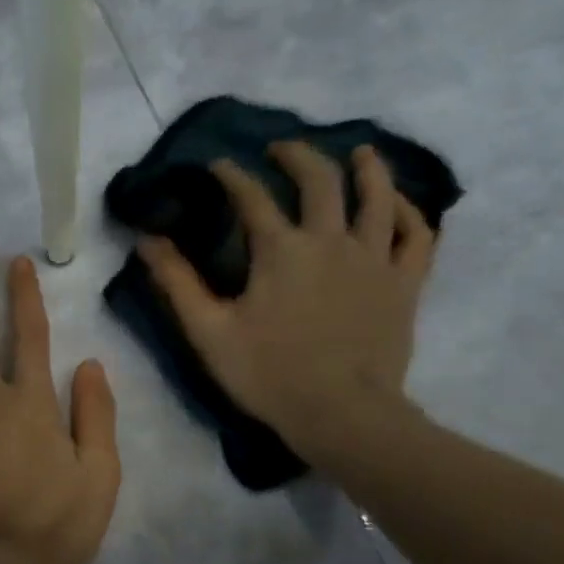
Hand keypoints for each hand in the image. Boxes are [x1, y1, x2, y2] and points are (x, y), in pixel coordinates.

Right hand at [138, 142, 434, 457]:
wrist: (341, 413)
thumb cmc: (269, 375)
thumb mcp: (209, 332)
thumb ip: (178, 283)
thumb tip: (147, 241)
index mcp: (281, 250)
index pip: (251, 197)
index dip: (231, 176)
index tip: (217, 165)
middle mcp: (330, 240)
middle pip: (319, 180)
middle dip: (297, 156)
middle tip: (280, 150)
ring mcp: (374, 259)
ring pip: (377, 196)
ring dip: (367, 168)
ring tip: (359, 152)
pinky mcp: (404, 283)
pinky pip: (416, 235)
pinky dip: (408, 212)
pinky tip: (397, 204)